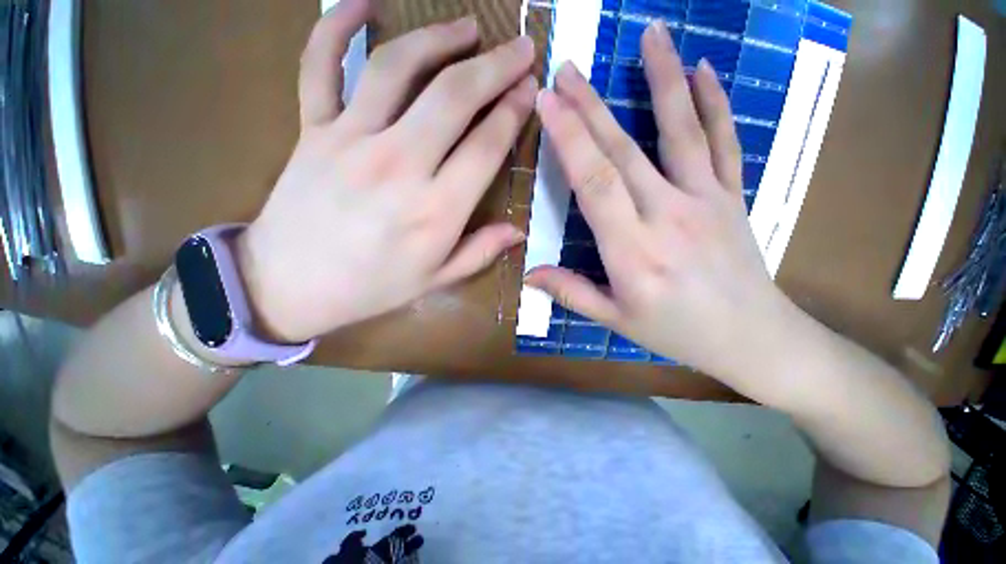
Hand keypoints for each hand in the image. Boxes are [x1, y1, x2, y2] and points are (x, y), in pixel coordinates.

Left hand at [235, 0, 536, 342]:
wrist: (289, 286)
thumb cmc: (372, 287)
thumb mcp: (436, 280)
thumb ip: (480, 252)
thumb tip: (518, 231)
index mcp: (436, 211)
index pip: (486, 146)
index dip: (513, 113)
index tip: (530, 91)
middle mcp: (399, 166)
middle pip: (454, 97)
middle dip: (495, 66)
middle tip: (520, 47)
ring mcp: (350, 140)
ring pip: (399, 68)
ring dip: (439, 39)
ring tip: (469, 27)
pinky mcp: (311, 130)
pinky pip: (320, 65)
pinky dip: (336, 26)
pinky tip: (361, 3)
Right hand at [526, 21, 802, 391]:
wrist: (753, 338)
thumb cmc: (677, 332)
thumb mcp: (615, 320)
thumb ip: (570, 293)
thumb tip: (529, 275)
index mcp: (633, 252)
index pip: (595, 183)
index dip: (570, 140)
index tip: (547, 103)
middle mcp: (668, 217)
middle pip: (624, 152)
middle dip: (590, 107)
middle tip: (567, 68)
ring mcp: (706, 201)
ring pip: (680, 132)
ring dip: (663, 79)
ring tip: (650, 34)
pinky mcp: (732, 196)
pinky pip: (723, 142)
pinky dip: (714, 103)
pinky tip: (705, 71)